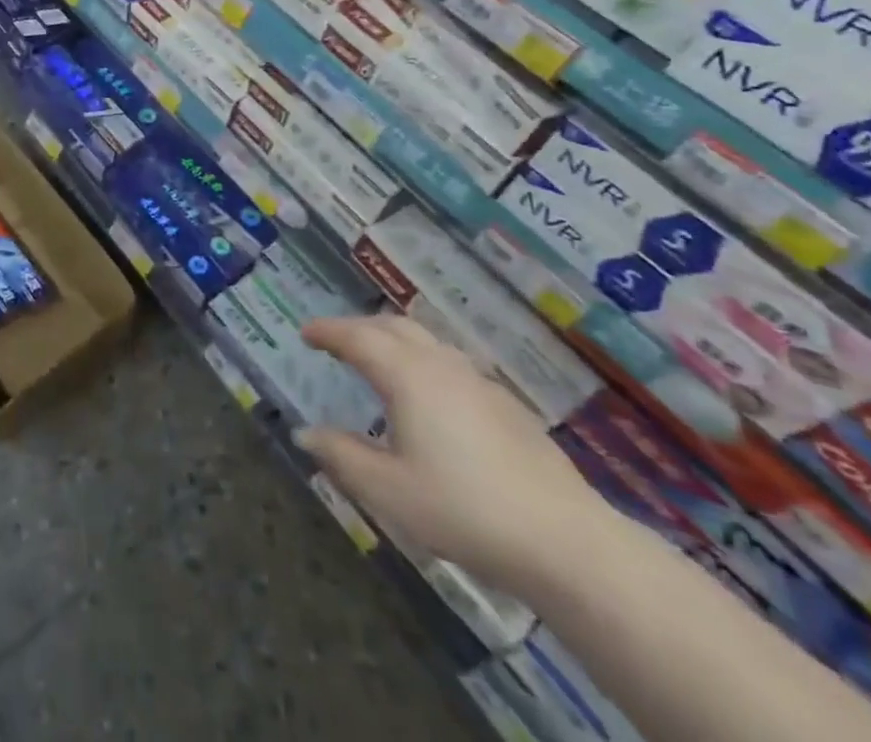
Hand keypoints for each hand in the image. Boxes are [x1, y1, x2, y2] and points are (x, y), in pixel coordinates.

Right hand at [297, 315, 607, 593]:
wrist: (566, 542)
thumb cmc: (464, 510)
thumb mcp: (388, 490)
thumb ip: (342, 456)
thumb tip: (304, 433)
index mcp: (407, 376)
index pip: (357, 337)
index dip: (328, 331)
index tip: (306, 332)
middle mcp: (441, 365)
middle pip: (393, 327)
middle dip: (359, 327)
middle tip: (336, 342)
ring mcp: (479, 382)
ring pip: (427, 341)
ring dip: (394, 340)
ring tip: (378, 361)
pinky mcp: (507, 406)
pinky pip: (451, 364)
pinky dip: (423, 361)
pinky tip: (429, 397)